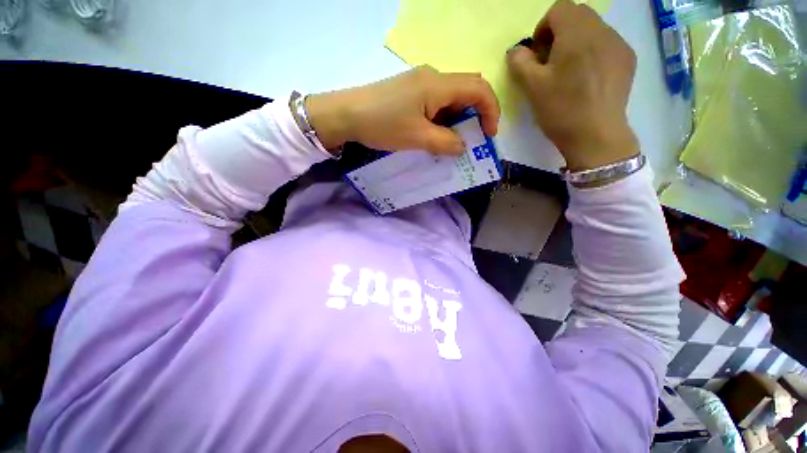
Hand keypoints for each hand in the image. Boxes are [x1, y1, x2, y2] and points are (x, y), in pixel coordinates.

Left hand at [305, 66, 499, 154]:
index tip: (489, 135)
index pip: (478, 89)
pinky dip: (441, 120)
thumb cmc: (382, 124)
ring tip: (450, 143)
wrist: (346, 114)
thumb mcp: (418, 138)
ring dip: (456, 121)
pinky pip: (435, 104)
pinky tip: (433, 135)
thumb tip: (463, 146)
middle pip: (466, 92)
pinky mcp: (409, 92)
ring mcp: (419, 84)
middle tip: (469, 141)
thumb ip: (445, 143)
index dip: (491, 111)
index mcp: (438, 84)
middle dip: (474, 117)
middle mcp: (432, 78)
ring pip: (450, 100)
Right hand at [507, 0, 638, 170]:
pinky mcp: (627, 59)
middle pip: (578, 15)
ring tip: (569, 71)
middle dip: (560, 32)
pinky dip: (592, 51)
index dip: (543, 28)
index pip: (559, 9)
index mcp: (577, 34)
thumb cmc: (561, 110)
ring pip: (593, 28)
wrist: (596, 135)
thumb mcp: (532, 88)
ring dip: (577, 41)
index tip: (538, 53)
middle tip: (550, 61)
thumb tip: (517, 50)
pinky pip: (607, 43)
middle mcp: (602, 30)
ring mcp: (619, 44)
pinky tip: (587, 77)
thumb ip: (520, 62)